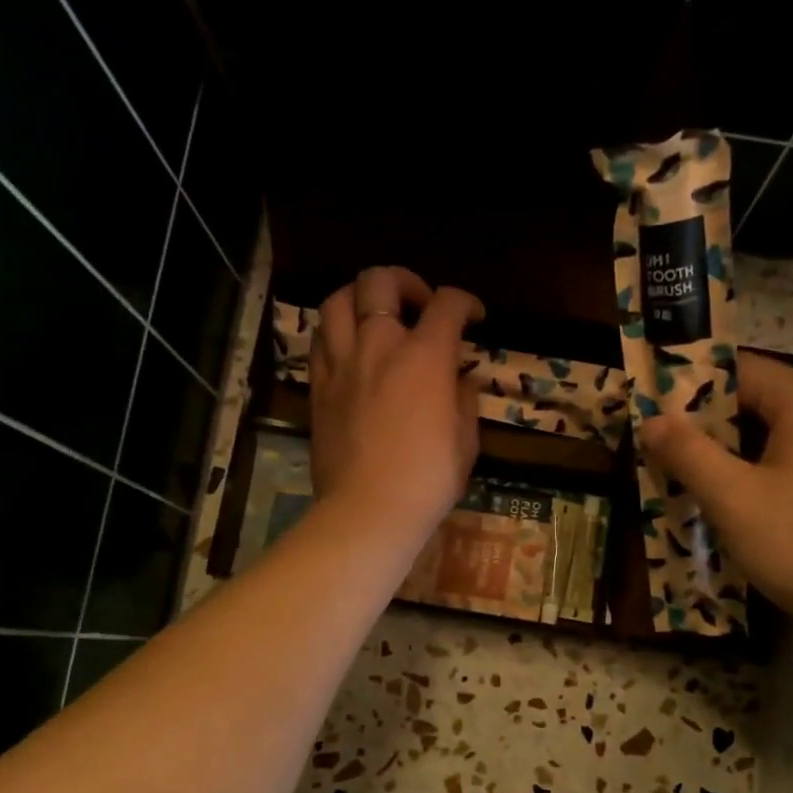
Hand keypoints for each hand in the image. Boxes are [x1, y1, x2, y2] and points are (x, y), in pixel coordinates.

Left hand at [309, 266, 483, 550]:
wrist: (368, 510)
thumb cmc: (428, 480)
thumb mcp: (465, 440)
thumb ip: (464, 399)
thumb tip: (460, 380)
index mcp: (424, 357)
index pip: (447, 304)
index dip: (466, 302)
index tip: (474, 318)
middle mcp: (378, 346)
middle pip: (380, 281)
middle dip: (406, 282)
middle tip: (420, 305)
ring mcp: (341, 364)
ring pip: (338, 300)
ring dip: (362, 298)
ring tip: (377, 319)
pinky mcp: (318, 387)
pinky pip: (321, 339)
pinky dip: (338, 331)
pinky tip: (352, 351)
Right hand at [642, 353, 792, 638]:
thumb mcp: (734, 499)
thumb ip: (688, 453)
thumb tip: (652, 419)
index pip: (739, 369)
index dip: (689, 388)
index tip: (651, 415)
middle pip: (759, 399)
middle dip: (708, 426)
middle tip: (664, 454)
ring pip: (777, 433)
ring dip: (734, 453)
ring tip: (693, 482)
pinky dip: (764, 471)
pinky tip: (741, 505)